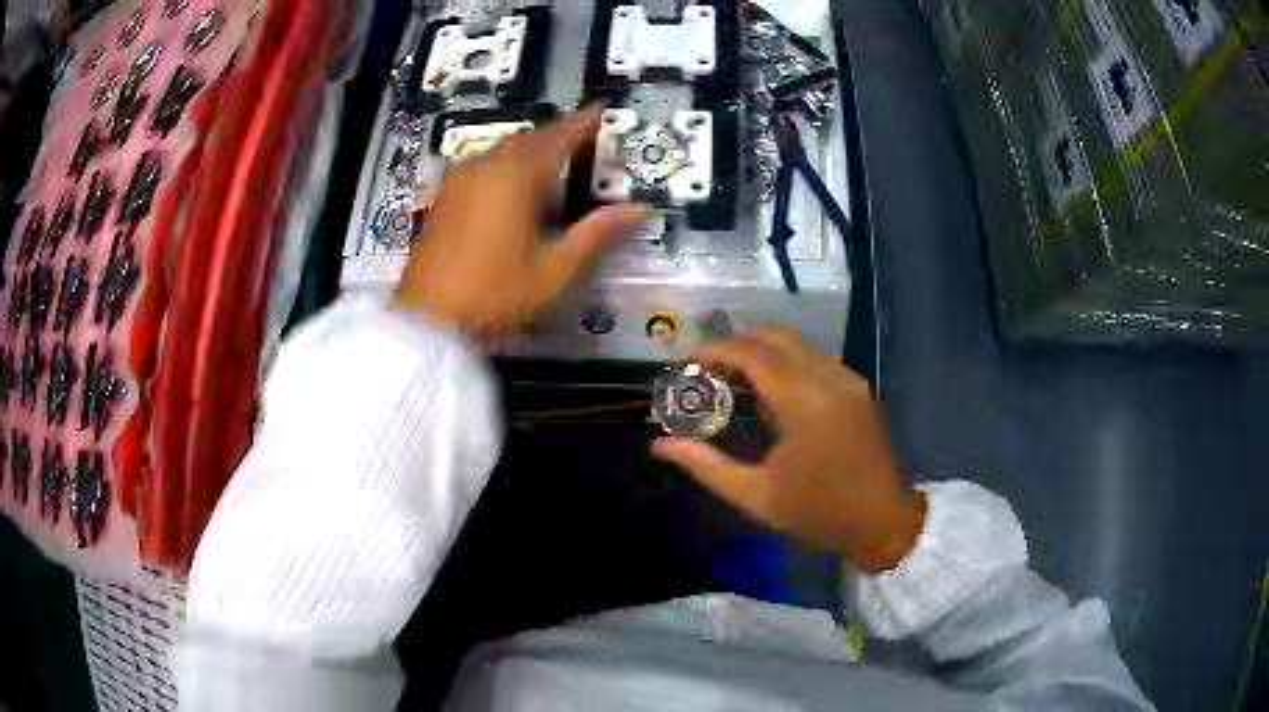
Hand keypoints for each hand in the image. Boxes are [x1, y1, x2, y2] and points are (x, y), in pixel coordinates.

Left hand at [394, 108, 646, 333]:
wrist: (427, 320)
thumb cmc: (493, 294)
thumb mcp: (553, 271)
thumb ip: (596, 235)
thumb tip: (636, 211)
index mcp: (515, 176)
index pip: (558, 137)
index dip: (582, 123)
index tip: (598, 110)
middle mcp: (484, 168)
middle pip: (528, 140)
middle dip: (555, 136)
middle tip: (579, 140)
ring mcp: (459, 182)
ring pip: (501, 151)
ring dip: (529, 151)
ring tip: (550, 163)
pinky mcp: (444, 199)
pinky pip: (481, 166)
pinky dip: (504, 166)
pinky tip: (511, 188)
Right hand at [652, 327, 926, 572]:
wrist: (883, 523)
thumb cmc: (818, 513)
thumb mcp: (755, 497)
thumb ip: (705, 466)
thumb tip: (660, 446)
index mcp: (803, 401)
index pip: (753, 353)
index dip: (716, 349)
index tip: (689, 360)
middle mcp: (828, 377)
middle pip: (775, 337)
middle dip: (737, 343)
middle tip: (708, 367)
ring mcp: (848, 379)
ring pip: (797, 345)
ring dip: (763, 353)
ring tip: (735, 382)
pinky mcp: (858, 388)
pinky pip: (815, 360)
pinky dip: (787, 364)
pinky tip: (774, 396)